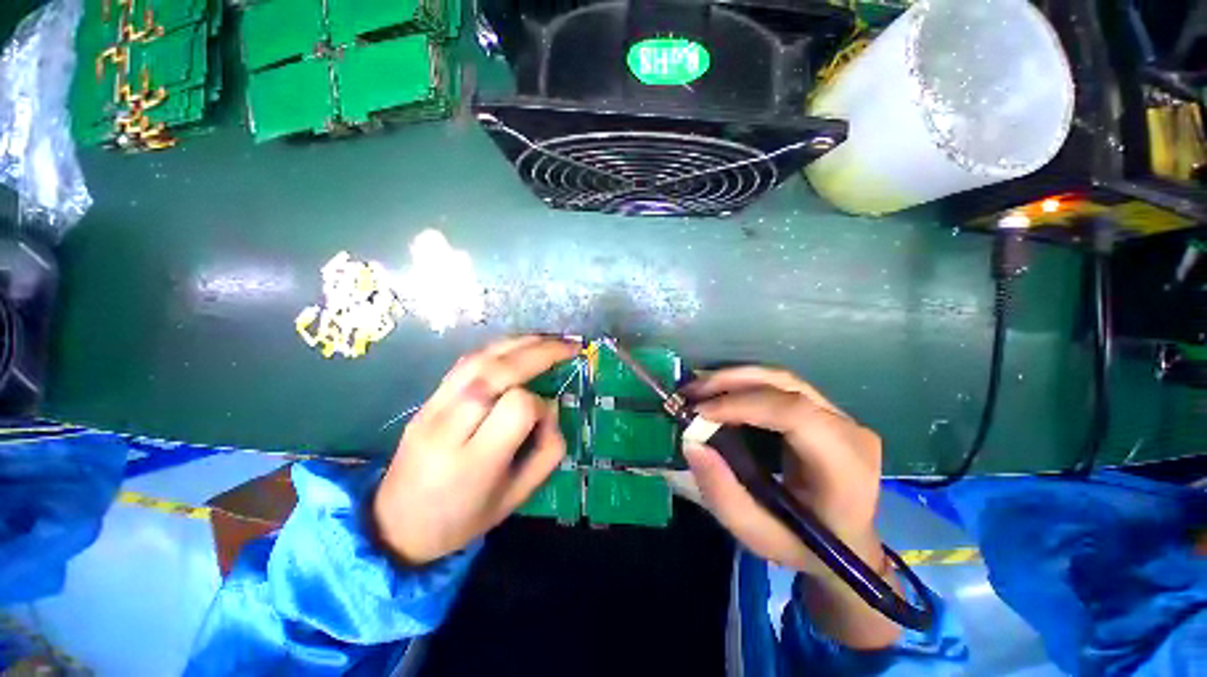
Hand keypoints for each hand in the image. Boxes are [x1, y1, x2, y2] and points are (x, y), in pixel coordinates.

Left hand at [373, 336, 578, 565]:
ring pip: (479, 359)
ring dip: (519, 343)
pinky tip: (517, 345)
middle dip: (540, 352)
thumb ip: (547, 452)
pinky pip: (465, 362)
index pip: (518, 407)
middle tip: (570, 345)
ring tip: (548, 339)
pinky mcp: (426, 399)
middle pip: (498, 373)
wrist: (396, 525)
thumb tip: (551, 407)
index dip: (541, 405)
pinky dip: (497, 348)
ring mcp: (432, 409)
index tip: (546, 416)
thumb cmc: (464, 517)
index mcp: (475, 462)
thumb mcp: (517, 497)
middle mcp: (449, 428)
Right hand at [681, 367, 901, 647]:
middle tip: (690, 391)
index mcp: (846, 466)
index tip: (700, 411)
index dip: (743, 404)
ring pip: (781, 379)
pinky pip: (781, 387)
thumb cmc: (805, 547)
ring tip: (699, 389)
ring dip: (734, 378)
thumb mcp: (758, 535)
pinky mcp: (826, 410)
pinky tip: (720, 393)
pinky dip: (745, 384)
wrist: (848, 547)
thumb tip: (692, 443)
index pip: (794, 414)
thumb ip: (723, 494)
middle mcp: (850, 430)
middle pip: (786, 386)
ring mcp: (842, 416)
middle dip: (731, 382)